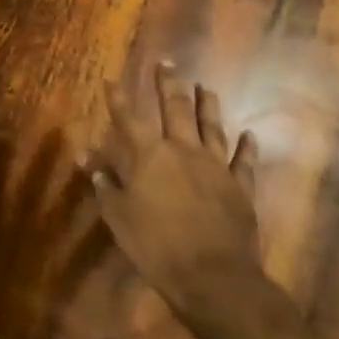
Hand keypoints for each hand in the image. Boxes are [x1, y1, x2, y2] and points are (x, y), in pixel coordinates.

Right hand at [79, 61, 262, 313]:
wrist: (212, 275)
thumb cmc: (155, 244)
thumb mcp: (118, 215)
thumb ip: (105, 184)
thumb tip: (89, 161)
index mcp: (149, 156)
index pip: (128, 119)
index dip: (117, 98)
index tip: (110, 79)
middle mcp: (183, 151)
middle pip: (175, 109)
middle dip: (168, 84)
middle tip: (166, 63)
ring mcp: (216, 167)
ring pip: (212, 127)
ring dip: (207, 105)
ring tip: (205, 87)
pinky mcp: (240, 188)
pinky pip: (244, 161)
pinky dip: (246, 146)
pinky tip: (249, 135)